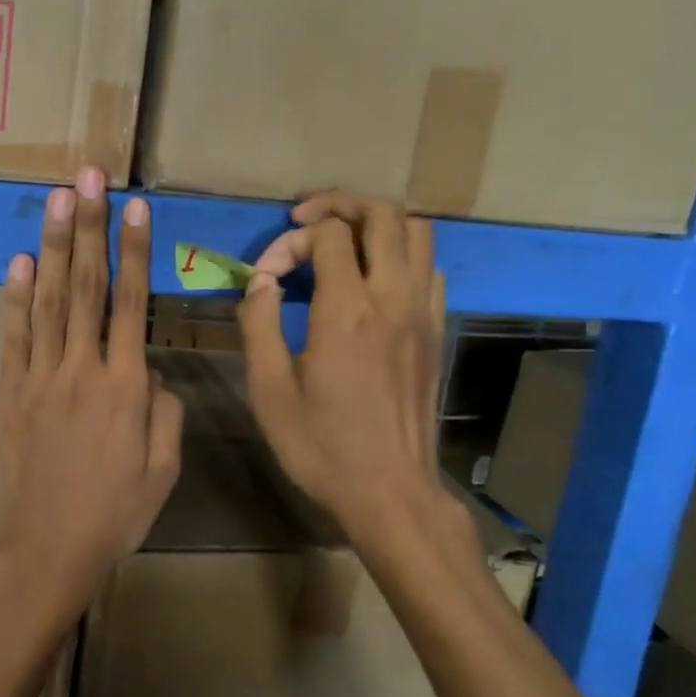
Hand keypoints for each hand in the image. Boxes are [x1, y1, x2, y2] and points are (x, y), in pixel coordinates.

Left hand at [0, 167, 183, 622]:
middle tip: (88, 178)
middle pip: (86, 287)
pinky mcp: (11, 393)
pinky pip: (14, 337)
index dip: (133, 252)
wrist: (48, 547)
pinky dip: (15, 298)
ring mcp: (41, 378)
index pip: (132, 304)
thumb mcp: (164, 469)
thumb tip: (153, 374)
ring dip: (53, 247)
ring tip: (56, 200)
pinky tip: (19, 262)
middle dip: (89, 227)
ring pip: (48, 301)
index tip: (134, 207)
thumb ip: (166, 413)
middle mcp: (81, 369)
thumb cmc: (115, 513)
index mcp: (126, 386)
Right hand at [237, 191, 447, 545]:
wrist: (391, 492)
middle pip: (382, 214)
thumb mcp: (269, 390)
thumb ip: (259, 323)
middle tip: (304, 220)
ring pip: (417, 231)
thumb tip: (261, 281)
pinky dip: (402, 254)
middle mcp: (392, 298)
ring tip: (341, 241)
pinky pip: (430, 267)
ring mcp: (422, 313)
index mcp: (346, 311)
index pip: (327, 235)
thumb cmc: (322, 446)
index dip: (290, 240)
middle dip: (339, 204)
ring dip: (376, 222)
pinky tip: (373, 280)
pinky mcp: (436, 331)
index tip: (267, 275)